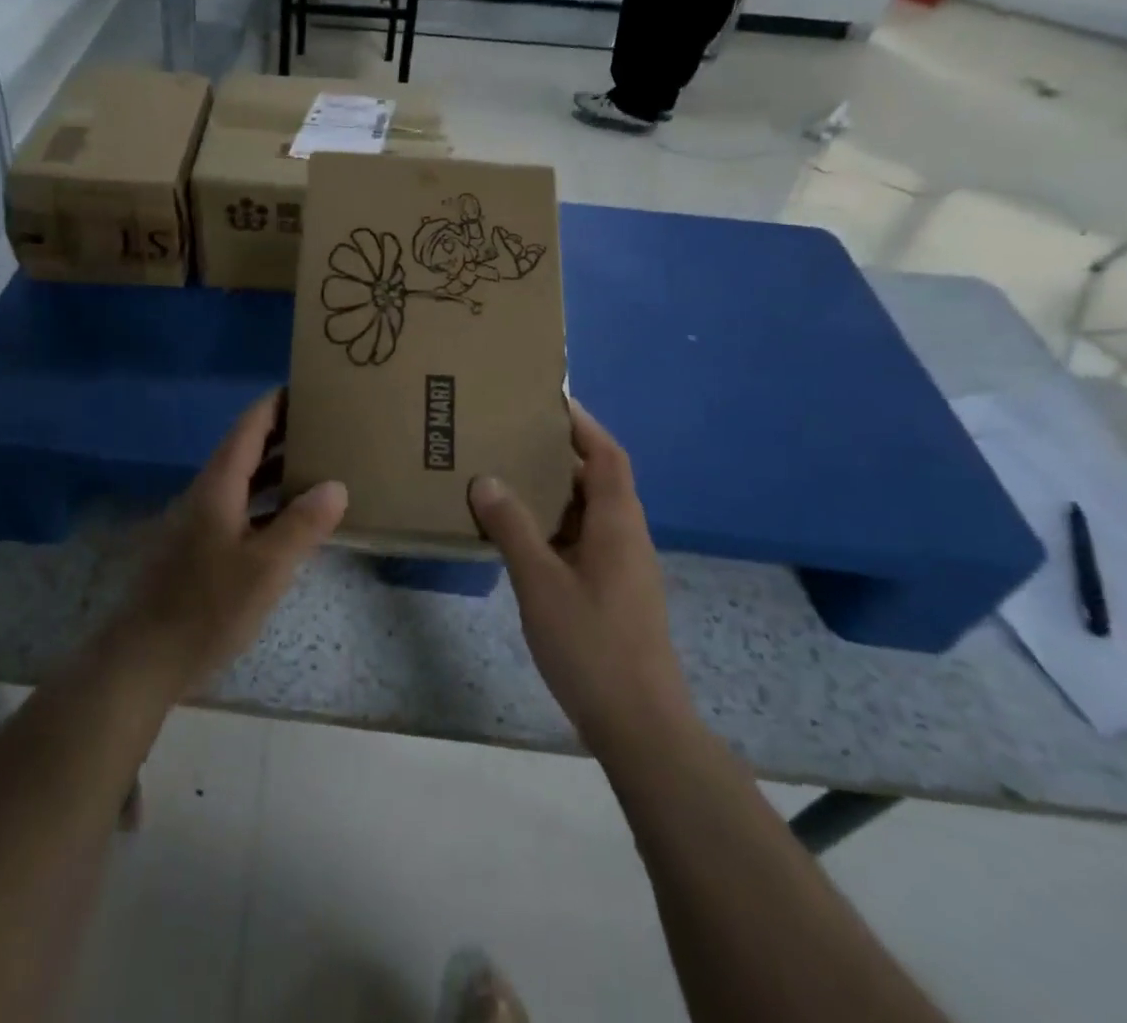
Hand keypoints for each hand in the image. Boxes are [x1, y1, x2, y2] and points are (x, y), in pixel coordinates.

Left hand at [121, 389, 346, 695]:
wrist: (145, 657)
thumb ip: (302, 524)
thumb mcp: (265, 567)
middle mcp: (208, 493)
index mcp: (219, 485)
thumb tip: (336, 485)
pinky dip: (270, 504)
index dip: (276, 404)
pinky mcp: (201, 549)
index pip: (249, 427)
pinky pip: (242, 509)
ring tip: (321, 464)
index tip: (307, 387)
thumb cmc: (206, 607)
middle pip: (248, 450)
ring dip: (278, 470)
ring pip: (245, 482)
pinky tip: (294, 520)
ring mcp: (201, 522)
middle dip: (284, 434)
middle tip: (327, 426)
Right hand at [468, 402, 691, 752]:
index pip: (608, 455)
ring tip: (509, 478)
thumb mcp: (541, 582)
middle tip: (514, 437)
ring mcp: (623, 567)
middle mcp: (627, 537)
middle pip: (599, 479)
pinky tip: (521, 536)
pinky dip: (555, 526)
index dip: (584, 424)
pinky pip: (583, 540)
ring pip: (589, 513)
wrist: (640, 724)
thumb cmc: (592, 644)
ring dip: (555, 492)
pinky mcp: (614, 592)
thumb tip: (486, 479)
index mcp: (618, 524)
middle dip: (561, 454)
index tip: (551, 401)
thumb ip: (513, 527)